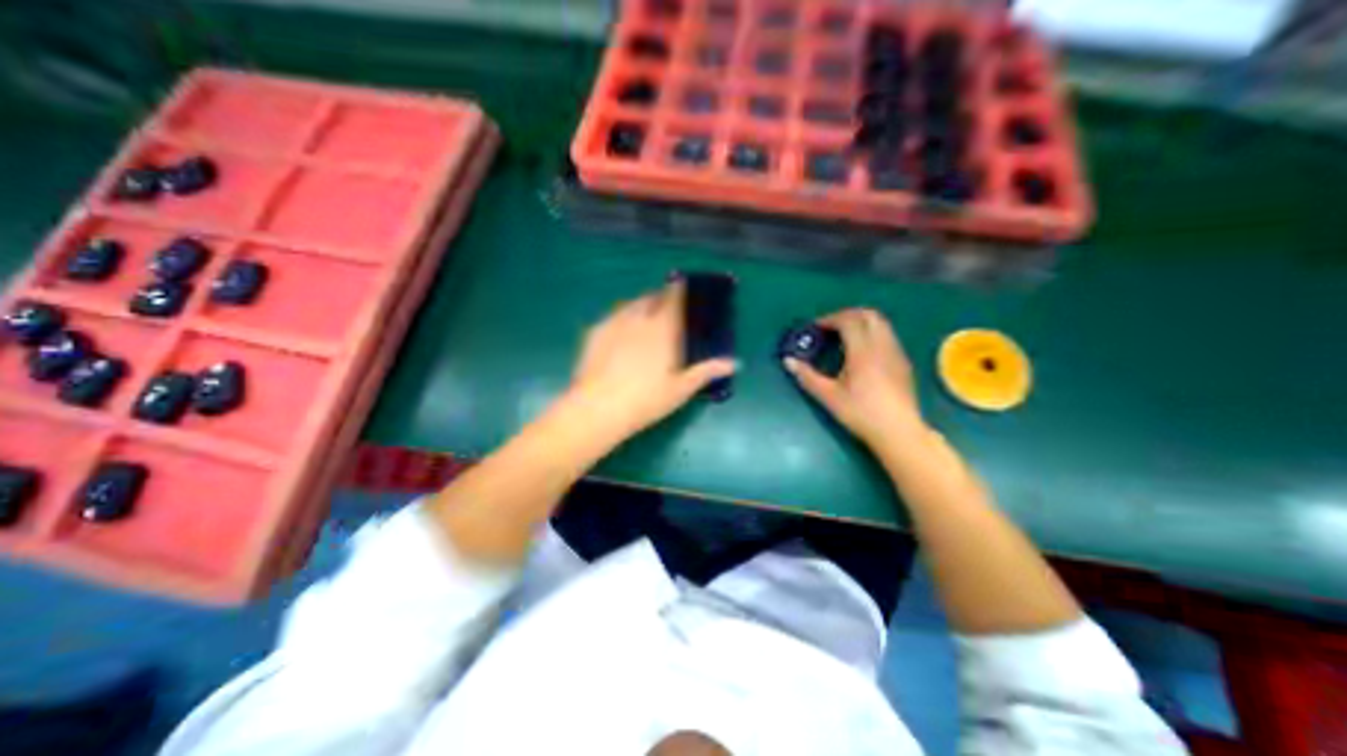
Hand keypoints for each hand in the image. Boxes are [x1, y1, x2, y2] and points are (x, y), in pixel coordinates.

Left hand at [565, 281, 740, 448]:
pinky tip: (620, 332)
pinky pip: (612, 317)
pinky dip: (621, 318)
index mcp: (663, 329)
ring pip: (630, 305)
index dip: (679, 290)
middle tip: (665, 307)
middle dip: (659, 297)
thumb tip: (734, 363)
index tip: (682, 286)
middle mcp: (639, 319)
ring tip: (643, 316)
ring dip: (640, 305)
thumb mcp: (681, 389)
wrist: (599, 408)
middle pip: (651, 298)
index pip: (673, 299)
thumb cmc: (646, 400)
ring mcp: (613, 323)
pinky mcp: (594, 332)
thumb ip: (706, 372)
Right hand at [779, 308, 926, 448]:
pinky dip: (872, 333)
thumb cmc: (861, 414)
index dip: (830, 319)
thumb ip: (807, 376)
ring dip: (861, 322)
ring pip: (882, 323)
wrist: (899, 432)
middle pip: (869, 315)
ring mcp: (896, 353)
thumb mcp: (829, 397)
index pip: (849, 321)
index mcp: (863, 352)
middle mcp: (882, 346)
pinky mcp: (903, 362)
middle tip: (830, 327)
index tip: (816, 328)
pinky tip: (862, 352)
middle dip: (847, 315)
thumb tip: (788, 361)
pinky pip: (888, 336)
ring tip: (844, 337)